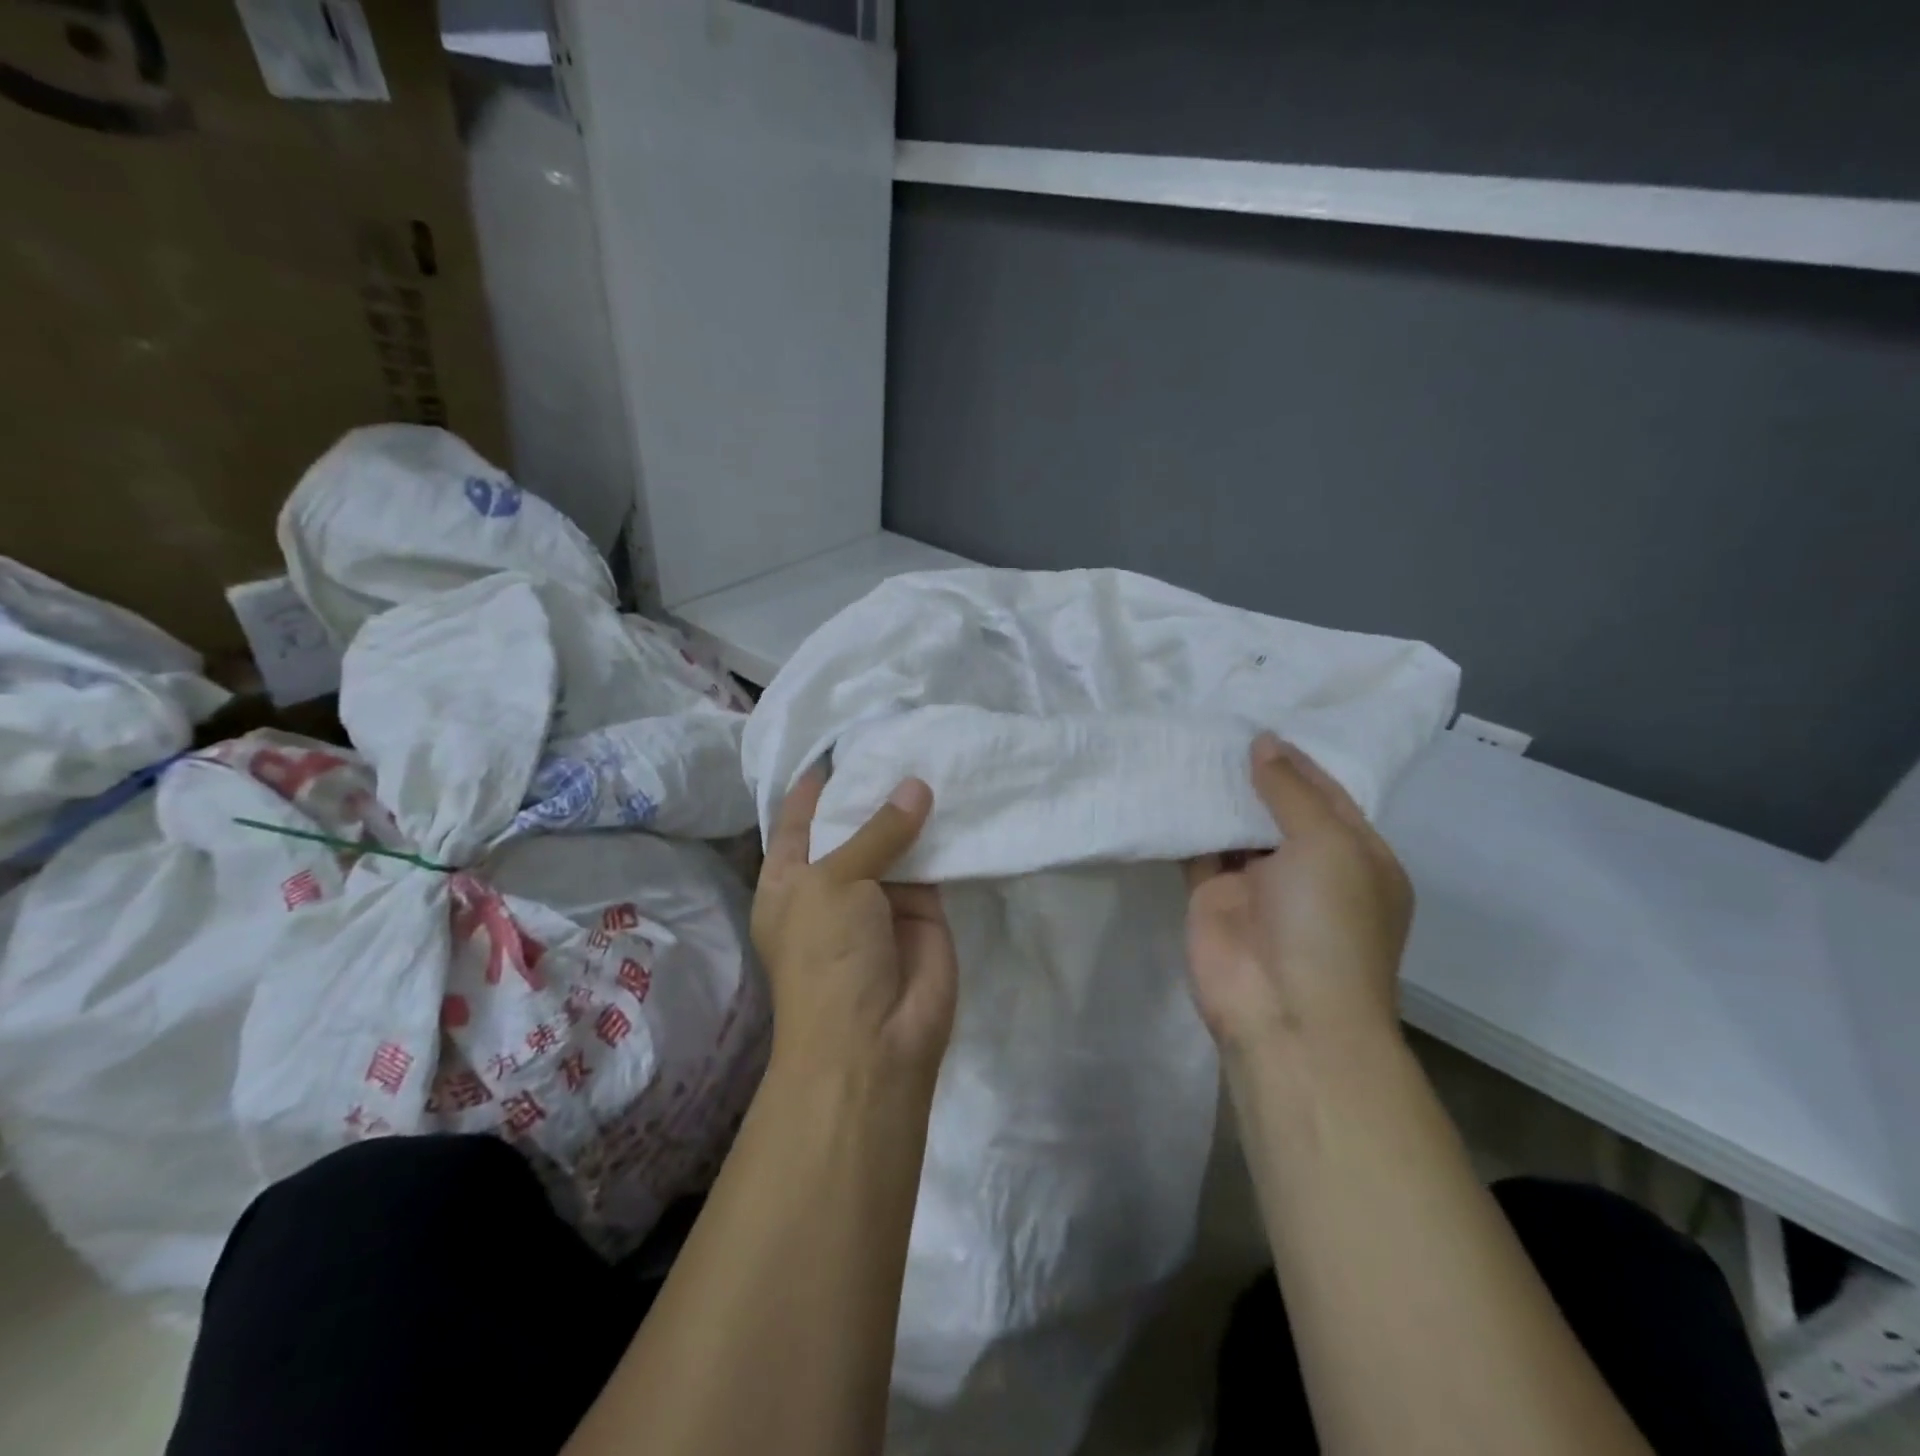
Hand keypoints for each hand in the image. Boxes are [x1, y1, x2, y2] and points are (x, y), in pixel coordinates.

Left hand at [752, 768, 958, 1091]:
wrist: (874, 1043)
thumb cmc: (827, 956)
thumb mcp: (835, 883)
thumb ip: (876, 831)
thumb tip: (915, 785)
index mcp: (790, 878)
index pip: (799, 817)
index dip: (817, 782)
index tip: (843, 740)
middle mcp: (834, 881)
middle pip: (853, 823)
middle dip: (873, 786)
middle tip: (901, 733)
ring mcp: (881, 893)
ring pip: (897, 838)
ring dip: (912, 805)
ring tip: (933, 750)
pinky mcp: (925, 906)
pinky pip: (934, 860)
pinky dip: (944, 832)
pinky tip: (959, 792)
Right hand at [1184, 733, 1411, 1059]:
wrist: (1284, 1012)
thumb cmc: (1328, 923)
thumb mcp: (1329, 845)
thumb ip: (1291, 791)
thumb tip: (1263, 742)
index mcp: (1357, 857)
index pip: (1327, 795)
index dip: (1296, 761)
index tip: (1260, 724)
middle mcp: (1309, 867)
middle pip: (1278, 807)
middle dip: (1253, 773)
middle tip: (1217, 724)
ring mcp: (1257, 883)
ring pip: (1235, 826)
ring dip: (1218, 795)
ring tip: (1190, 744)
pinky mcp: (1212, 895)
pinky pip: (1199, 849)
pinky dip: (1186, 822)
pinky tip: (1168, 785)